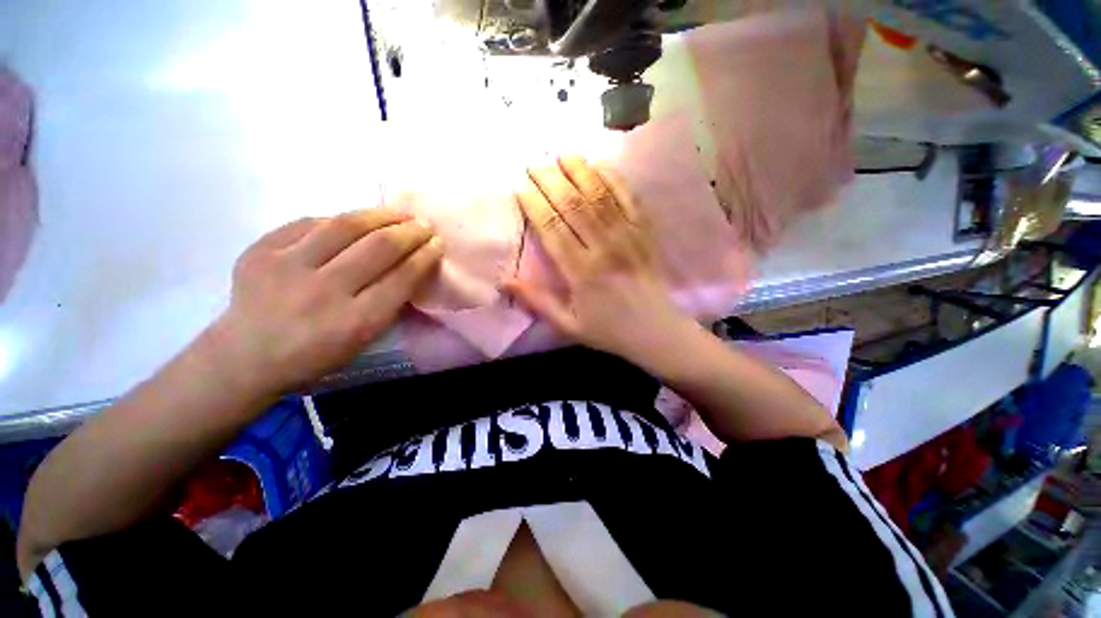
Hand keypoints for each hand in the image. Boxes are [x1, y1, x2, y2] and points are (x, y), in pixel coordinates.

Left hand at [208, 208, 442, 393]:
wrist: (244, 357)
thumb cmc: (315, 356)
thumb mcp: (364, 340)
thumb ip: (389, 304)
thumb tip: (410, 266)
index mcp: (356, 321)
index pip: (402, 278)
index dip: (425, 256)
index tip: (437, 243)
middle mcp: (325, 291)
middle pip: (379, 247)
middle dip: (410, 231)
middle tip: (424, 224)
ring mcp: (288, 267)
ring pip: (345, 226)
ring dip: (381, 215)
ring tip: (399, 212)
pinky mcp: (261, 250)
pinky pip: (309, 223)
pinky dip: (338, 220)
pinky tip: (354, 221)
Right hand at [508, 156, 694, 362]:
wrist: (655, 331)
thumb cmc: (608, 329)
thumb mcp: (567, 325)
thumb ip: (537, 301)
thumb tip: (504, 280)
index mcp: (581, 272)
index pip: (552, 228)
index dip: (534, 204)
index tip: (520, 187)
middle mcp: (604, 248)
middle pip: (573, 204)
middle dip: (551, 180)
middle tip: (534, 163)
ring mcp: (628, 236)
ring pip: (600, 195)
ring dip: (580, 171)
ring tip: (562, 155)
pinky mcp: (645, 232)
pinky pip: (629, 198)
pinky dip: (614, 179)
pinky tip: (600, 165)